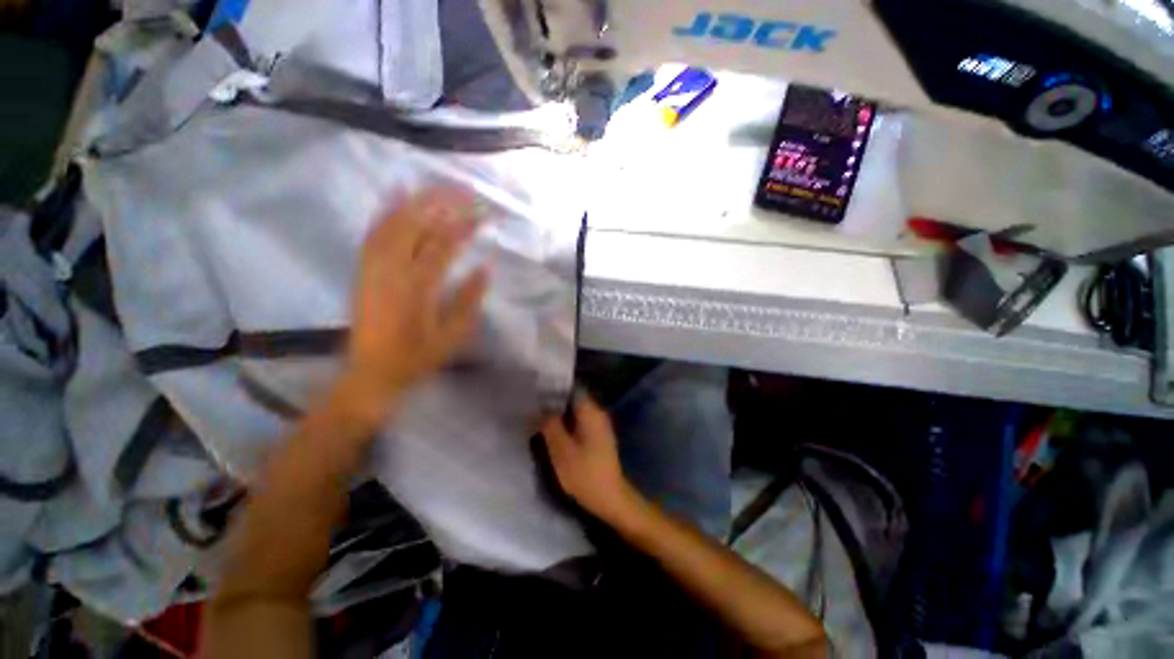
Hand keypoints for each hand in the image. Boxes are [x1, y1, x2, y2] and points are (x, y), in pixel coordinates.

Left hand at [343, 187, 488, 418]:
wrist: (371, 371)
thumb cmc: (417, 357)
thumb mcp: (453, 336)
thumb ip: (470, 300)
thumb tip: (486, 268)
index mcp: (418, 289)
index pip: (443, 246)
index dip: (464, 227)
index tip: (483, 214)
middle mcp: (392, 271)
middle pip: (416, 226)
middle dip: (442, 204)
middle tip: (465, 191)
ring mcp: (373, 268)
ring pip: (393, 224)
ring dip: (417, 201)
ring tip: (439, 187)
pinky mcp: (364, 269)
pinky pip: (373, 233)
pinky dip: (386, 211)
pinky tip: (397, 195)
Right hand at [541, 392, 641, 522]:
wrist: (610, 497)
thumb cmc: (584, 472)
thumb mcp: (561, 449)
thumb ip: (550, 425)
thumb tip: (542, 407)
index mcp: (590, 412)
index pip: (573, 388)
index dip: (555, 388)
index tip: (538, 391)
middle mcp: (598, 413)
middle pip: (574, 399)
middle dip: (556, 402)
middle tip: (536, 406)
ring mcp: (600, 425)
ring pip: (576, 412)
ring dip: (561, 414)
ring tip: (541, 417)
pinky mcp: (599, 437)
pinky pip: (580, 422)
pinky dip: (568, 424)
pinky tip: (555, 431)